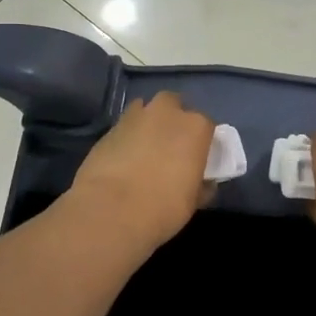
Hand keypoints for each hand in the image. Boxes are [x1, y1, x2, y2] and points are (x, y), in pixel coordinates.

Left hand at [66, 92, 214, 250]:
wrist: (111, 210)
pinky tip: (123, 158)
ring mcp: (134, 116)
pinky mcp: (109, 128)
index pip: (206, 125)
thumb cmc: (163, 207)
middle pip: (173, 105)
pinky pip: (124, 126)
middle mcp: (166, 112)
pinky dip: (127, 137)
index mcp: (195, 127)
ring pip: (145, 110)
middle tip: (170, 145)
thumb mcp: (193, 201)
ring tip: (145, 149)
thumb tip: (202, 182)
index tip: (196, 157)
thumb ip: (201, 184)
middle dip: (172, 119)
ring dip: (147, 123)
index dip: (201, 141)